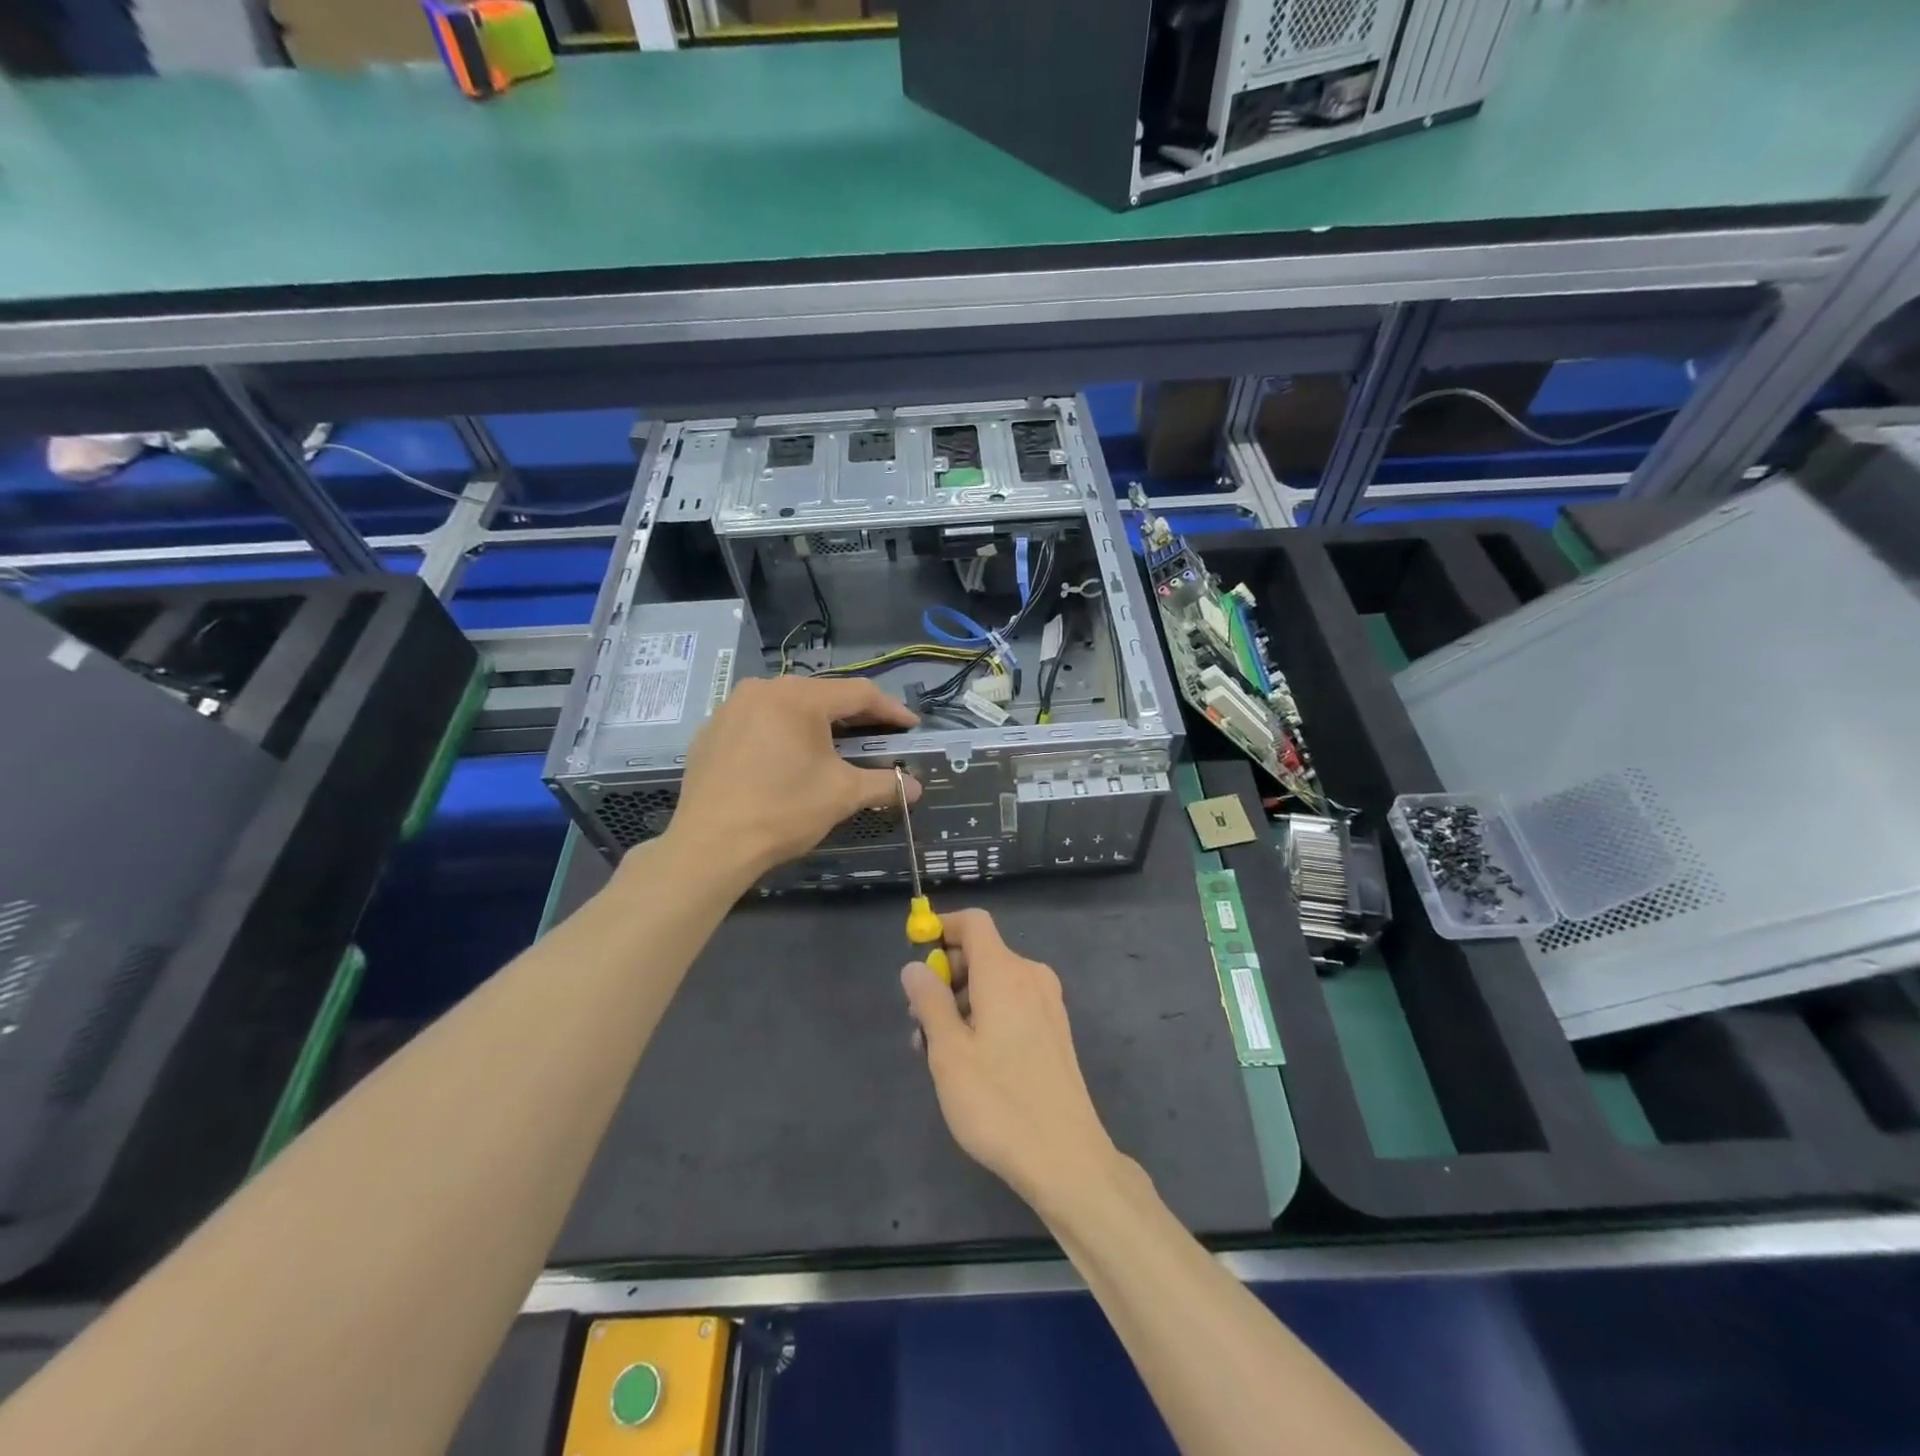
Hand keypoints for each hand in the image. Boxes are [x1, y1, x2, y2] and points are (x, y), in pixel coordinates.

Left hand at [664, 676, 918, 879]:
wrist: (710, 845)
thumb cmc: (783, 811)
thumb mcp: (842, 795)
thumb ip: (883, 784)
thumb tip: (915, 788)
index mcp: (799, 697)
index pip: (859, 694)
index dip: (891, 710)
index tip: (911, 726)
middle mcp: (763, 689)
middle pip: (822, 695)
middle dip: (854, 716)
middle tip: (879, 735)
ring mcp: (731, 708)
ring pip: (788, 707)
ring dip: (816, 724)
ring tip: (835, 746)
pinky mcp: (711, 731)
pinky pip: (758, 723)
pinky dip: (781, 735)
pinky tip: (787, 760)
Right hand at [901, 909, 1118, 1209]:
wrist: (1067, 1158)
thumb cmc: (998, 1102)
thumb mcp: (948, 1052)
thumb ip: (929, 1002)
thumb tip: (915, 967)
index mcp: (1005, 972)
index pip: (973, 923)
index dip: (942, 928)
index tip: (916, 955)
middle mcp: (1030, 977)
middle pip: (981, 954)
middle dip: (945, 978)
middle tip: (918, 1024)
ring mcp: (1047, 1004)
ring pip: (994, 983)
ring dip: (961, 1003)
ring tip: (937, 1052)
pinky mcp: (1054, 1030)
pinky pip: (1011, 1004)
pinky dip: (985, 1016)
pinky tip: (969, 1060)